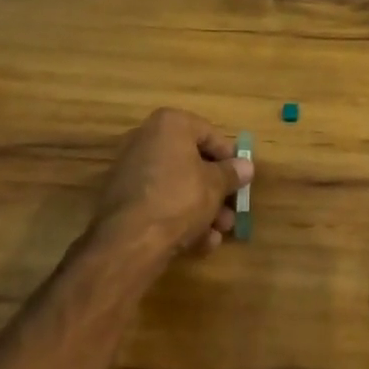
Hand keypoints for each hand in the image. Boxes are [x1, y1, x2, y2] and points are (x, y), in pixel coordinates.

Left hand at [92, 108, 249, 268]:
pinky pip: (159, 202)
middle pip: (192, 162)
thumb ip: (232, 173)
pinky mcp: (122, 199)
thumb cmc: (179, 199)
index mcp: (169, 124)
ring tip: (218, 234)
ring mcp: (131, 170)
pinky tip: (198, 243)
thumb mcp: (215, 186)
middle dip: (216, 190)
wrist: (128, 241)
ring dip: (202, 209)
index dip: (230, 158)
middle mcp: (146, 139)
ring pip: (177, 186)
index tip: (242, 179)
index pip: (209, 134)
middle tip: (231, 211)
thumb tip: (246, 166)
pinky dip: (178, 218)